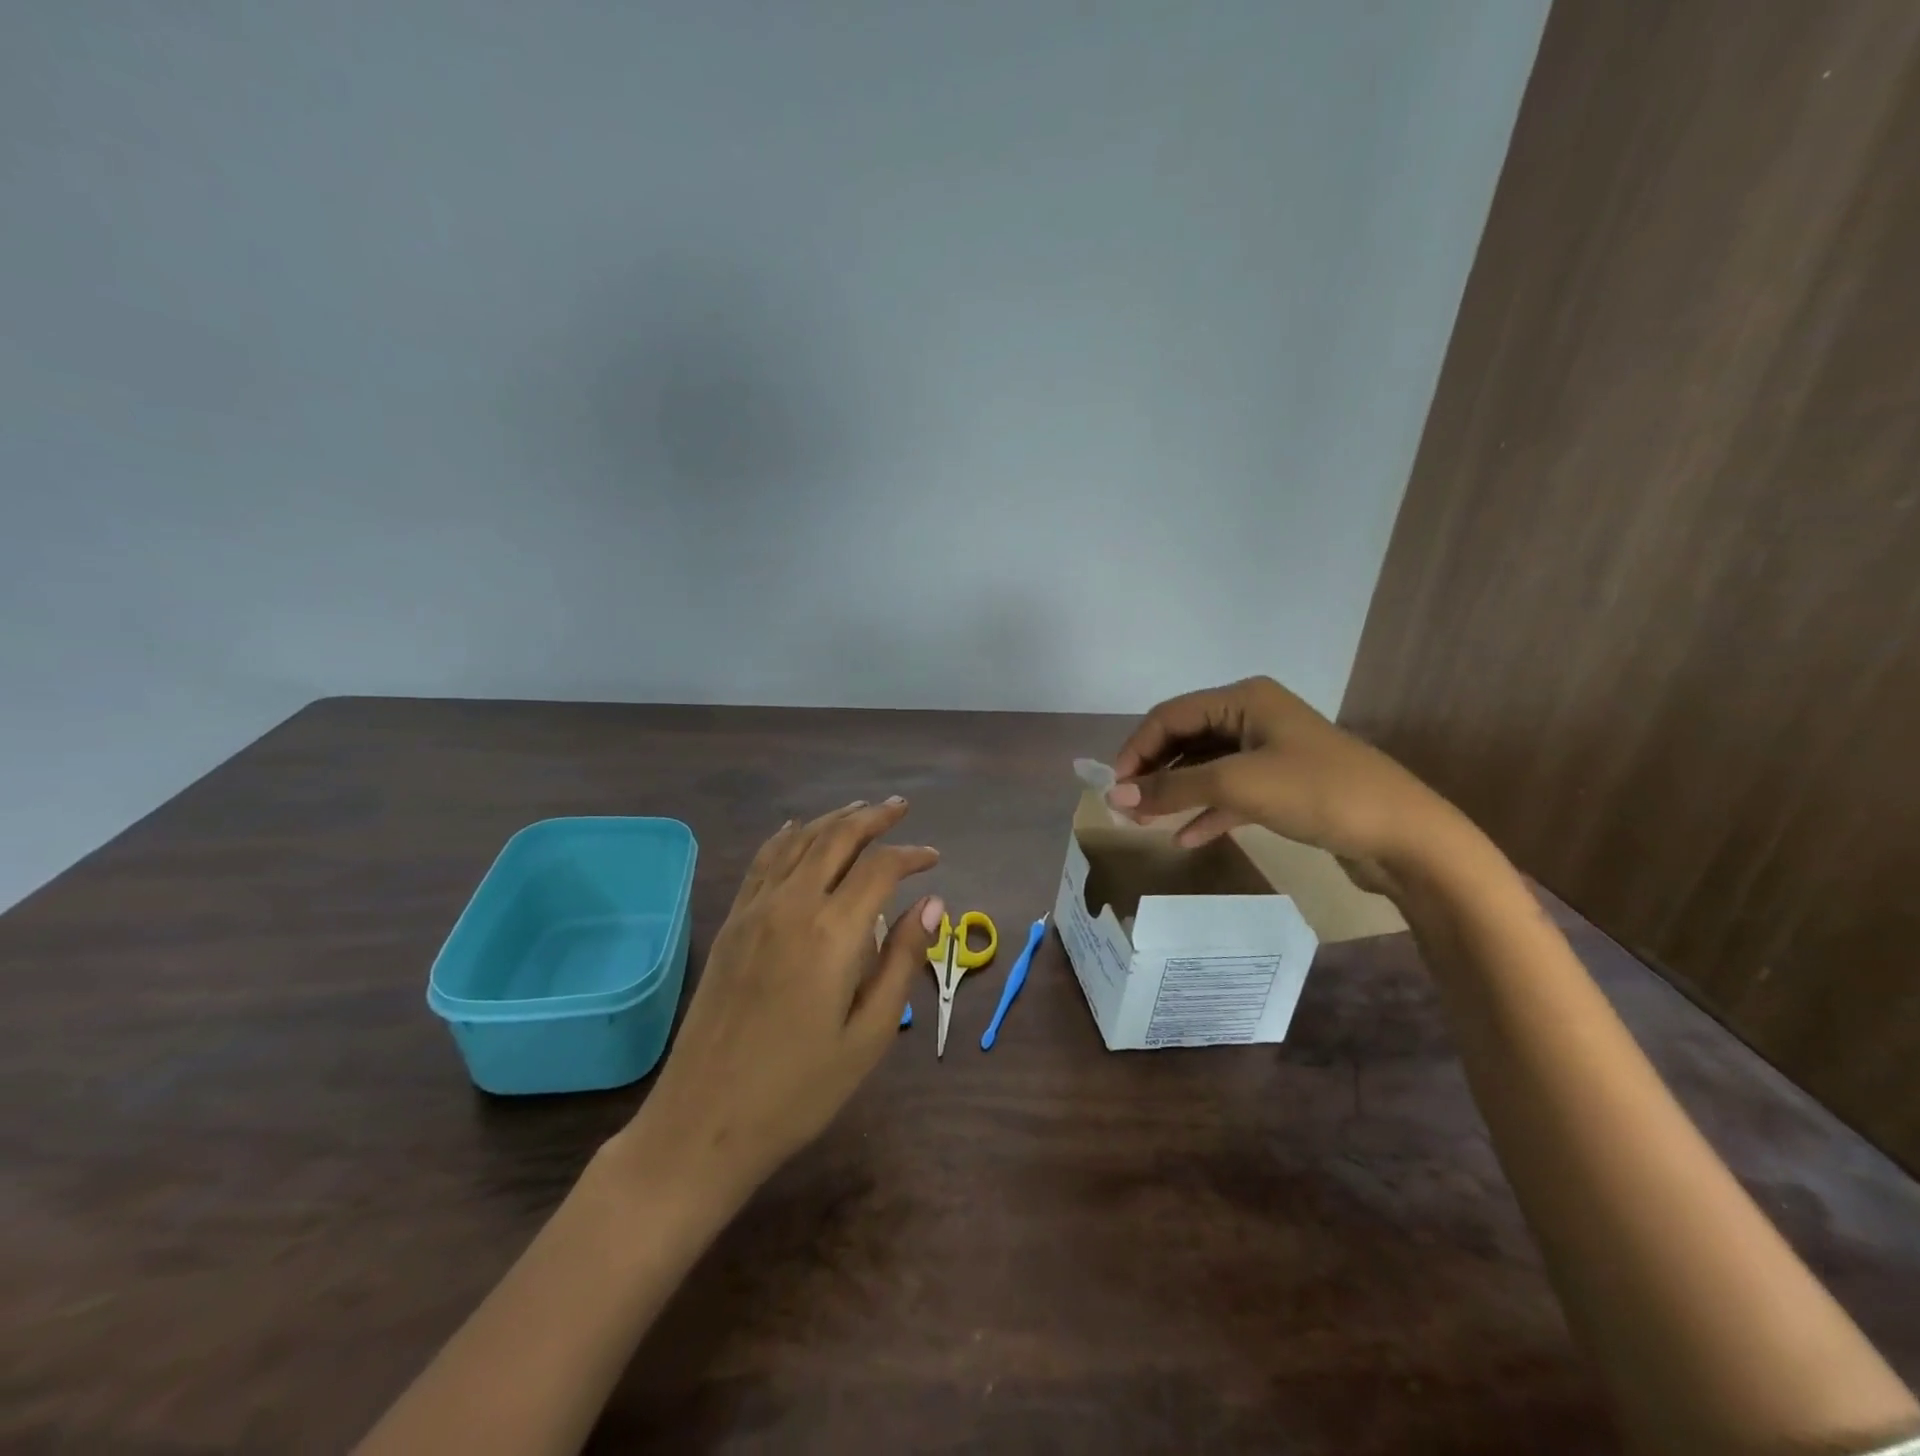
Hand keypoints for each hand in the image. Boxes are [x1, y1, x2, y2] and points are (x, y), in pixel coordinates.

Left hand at [633, 799, 942, 1199]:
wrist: (703, 1122)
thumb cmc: (799, 1089)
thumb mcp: (869, 1034)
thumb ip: (903, 960)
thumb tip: (932, 903)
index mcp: (832, 932)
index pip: (879, 868)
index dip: (910, 856)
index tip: (934, 859)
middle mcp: (791, 906)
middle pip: (836, 838)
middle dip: (873, 818)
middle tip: (900, 807)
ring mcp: (754, 911)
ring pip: (798, 842)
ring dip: (833, 820)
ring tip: (860, 810)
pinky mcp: (731, 924)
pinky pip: (762, 862)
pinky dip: (787, 837)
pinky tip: (797, 831)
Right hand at [1109, 676, 1456, 892]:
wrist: (1404, 836)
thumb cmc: (1319, 793)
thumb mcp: (1238, 785)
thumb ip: (1173, 788)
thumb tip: (1114, 798)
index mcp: (1244, 698)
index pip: (1170, 715)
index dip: (1136, 749)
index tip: (1115, 789)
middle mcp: (1253, 716)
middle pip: (1185, 739)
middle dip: (1154, 772)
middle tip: (1127, 809)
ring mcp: (1269, 752)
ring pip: (1205, 767)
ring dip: (1175, 792)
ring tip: (1145, 824)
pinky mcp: (1282, 786)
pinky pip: (1230, 793)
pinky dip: (1206, 812)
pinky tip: (1185, 838)